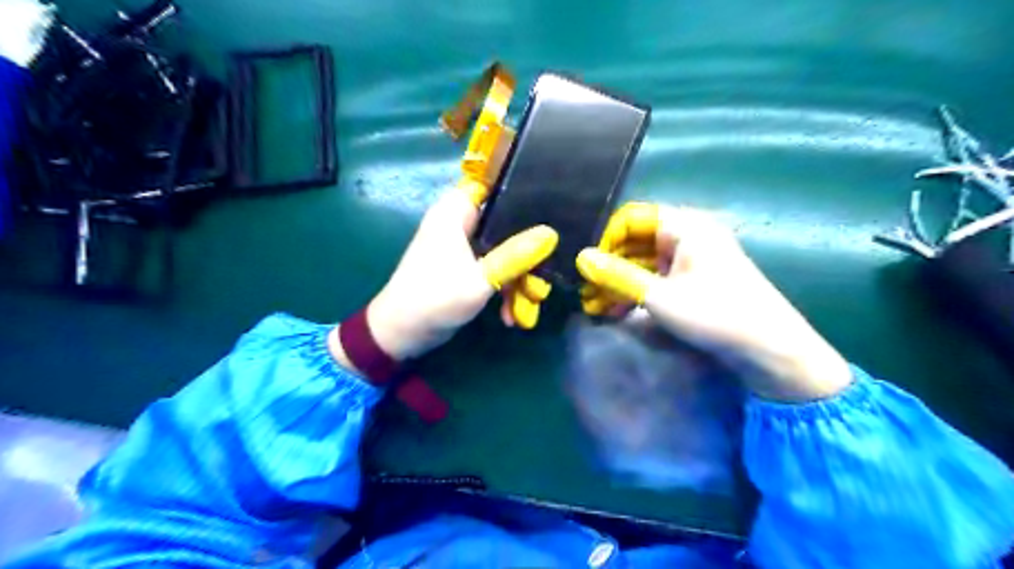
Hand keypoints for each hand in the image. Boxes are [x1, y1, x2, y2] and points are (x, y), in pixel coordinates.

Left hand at [344, 182, 557, 358]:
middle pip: (507, 224)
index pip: (493, 183)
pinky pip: (496, 270)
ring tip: (527, 308)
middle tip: (542, 278)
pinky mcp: (467, 269)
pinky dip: (505, 290)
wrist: (401, 335)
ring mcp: (465, 248)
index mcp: (455, 212)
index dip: (522, 188)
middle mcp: (461, 224)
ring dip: (518, 280)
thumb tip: (551, 235)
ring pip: (505, 251)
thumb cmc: (434, 299)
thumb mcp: (480, 279)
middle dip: (527, 255)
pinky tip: (511, 317)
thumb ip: (515, 256)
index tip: (552, 201)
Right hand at [573, 203, 849, 402]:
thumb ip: (617, 275)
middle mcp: (688, 235)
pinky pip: (657, 277)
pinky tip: (619, 311)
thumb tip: (581, 258)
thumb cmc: (715, 315)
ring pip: (644, 261)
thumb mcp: (658, 296)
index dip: (606, 240)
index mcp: (684, 226)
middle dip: (609, 266)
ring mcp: (693, 258)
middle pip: (636, 241)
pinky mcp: (695, 280)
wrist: (770, 350)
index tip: (589, 268)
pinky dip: (637, 291)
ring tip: (597, 307)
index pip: (630, 219)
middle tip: (587, 292)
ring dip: (620, 282)